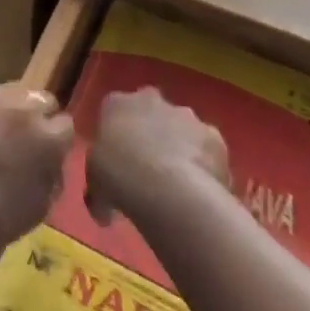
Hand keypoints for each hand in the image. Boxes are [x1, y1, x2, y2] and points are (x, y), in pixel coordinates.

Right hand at [86, 87, 229, 224]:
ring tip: (179, 186)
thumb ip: (99, 189)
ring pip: (182, 129)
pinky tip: (202, 192)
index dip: (118, 137)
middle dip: (152, 134)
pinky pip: (208, 150)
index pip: (115, 111)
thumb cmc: (119, 177)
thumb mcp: (96, 184)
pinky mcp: (213, 136)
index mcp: (117, 103)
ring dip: (181, 148)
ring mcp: (185, 115)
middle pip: (151, 113)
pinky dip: (206, 166)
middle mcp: (151, 99)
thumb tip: (103, 211)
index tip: (119, 162)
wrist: (168, 189)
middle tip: (150, 170)